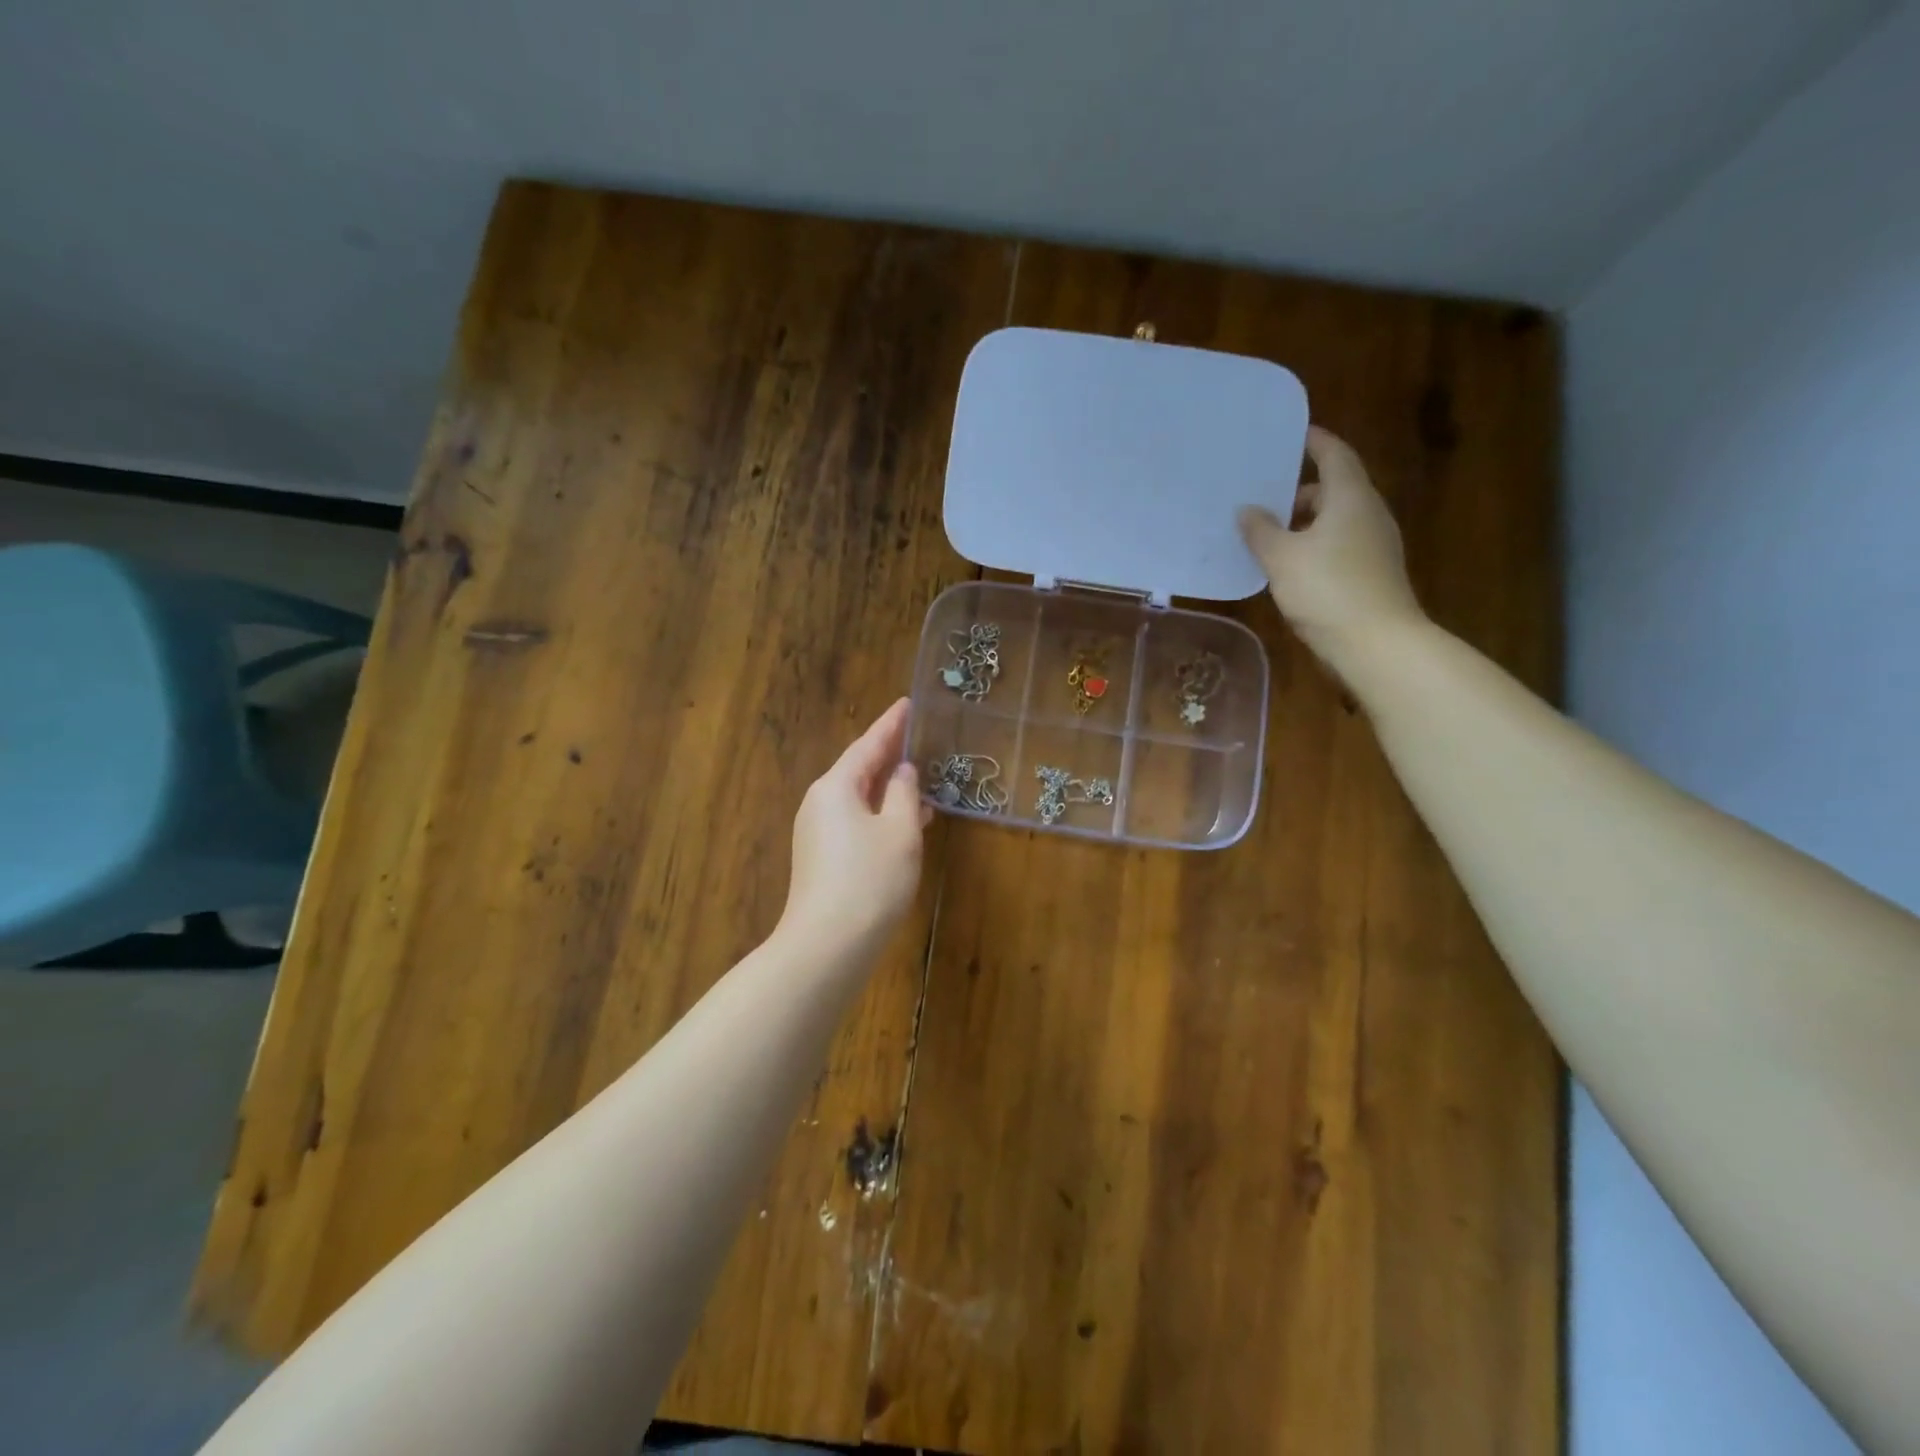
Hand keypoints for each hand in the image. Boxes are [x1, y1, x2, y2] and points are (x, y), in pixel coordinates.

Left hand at [780, 698, 926, 956]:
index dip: (891, 725)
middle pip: (859, 769)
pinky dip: (880, 814)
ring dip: (888, 788)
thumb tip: (902, 772)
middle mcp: (820, 803)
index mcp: (836, 787)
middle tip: (916, 736)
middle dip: (888, 755)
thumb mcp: (900, 831)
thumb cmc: (870, 881)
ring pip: (858, 798)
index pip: (868, 744)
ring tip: (919, 778)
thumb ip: (905, 794)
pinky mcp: (821, 858)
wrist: (827, 946)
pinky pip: (854, 821)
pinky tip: (904, 822)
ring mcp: (816, 832)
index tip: (908, 704)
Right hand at [1238, 426, 1426, 669]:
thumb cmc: (1327, 589)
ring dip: (1306, 520)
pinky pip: (1340, 544)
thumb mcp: (1282, 558)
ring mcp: (1375, 544)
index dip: (1314, 441)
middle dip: (1302, 489)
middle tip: (1266, 493)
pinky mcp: (1372, 571)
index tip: (1293, 435)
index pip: (1334, 455)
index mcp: (1350, 498)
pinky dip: (1315, 543)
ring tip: (1270, 532)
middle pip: (1336, 488)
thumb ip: (1261, 531)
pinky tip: (1290, 563)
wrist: (1376, 642)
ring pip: (1337, 519)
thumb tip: (1247, 510)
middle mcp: (1368, 513)